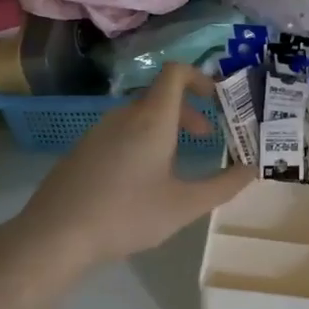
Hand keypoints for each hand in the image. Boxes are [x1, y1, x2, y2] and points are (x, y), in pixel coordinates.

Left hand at [12, 63, 253, 272]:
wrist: (55, 234)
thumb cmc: (127, 215)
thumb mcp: (184, 206)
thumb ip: (223, 186)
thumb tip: (253, 168)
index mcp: (151, 120)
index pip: (176, 73)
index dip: (201, 77)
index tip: (220, 100)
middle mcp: (124, 116)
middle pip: (160, 97)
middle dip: (190, 112)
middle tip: (208, 138)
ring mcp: (98, 131)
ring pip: (140, 116)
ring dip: (166, 129)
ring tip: (177, 164)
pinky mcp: (82, 150)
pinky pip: (120, 133)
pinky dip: (142, 141)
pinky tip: (141, 182)